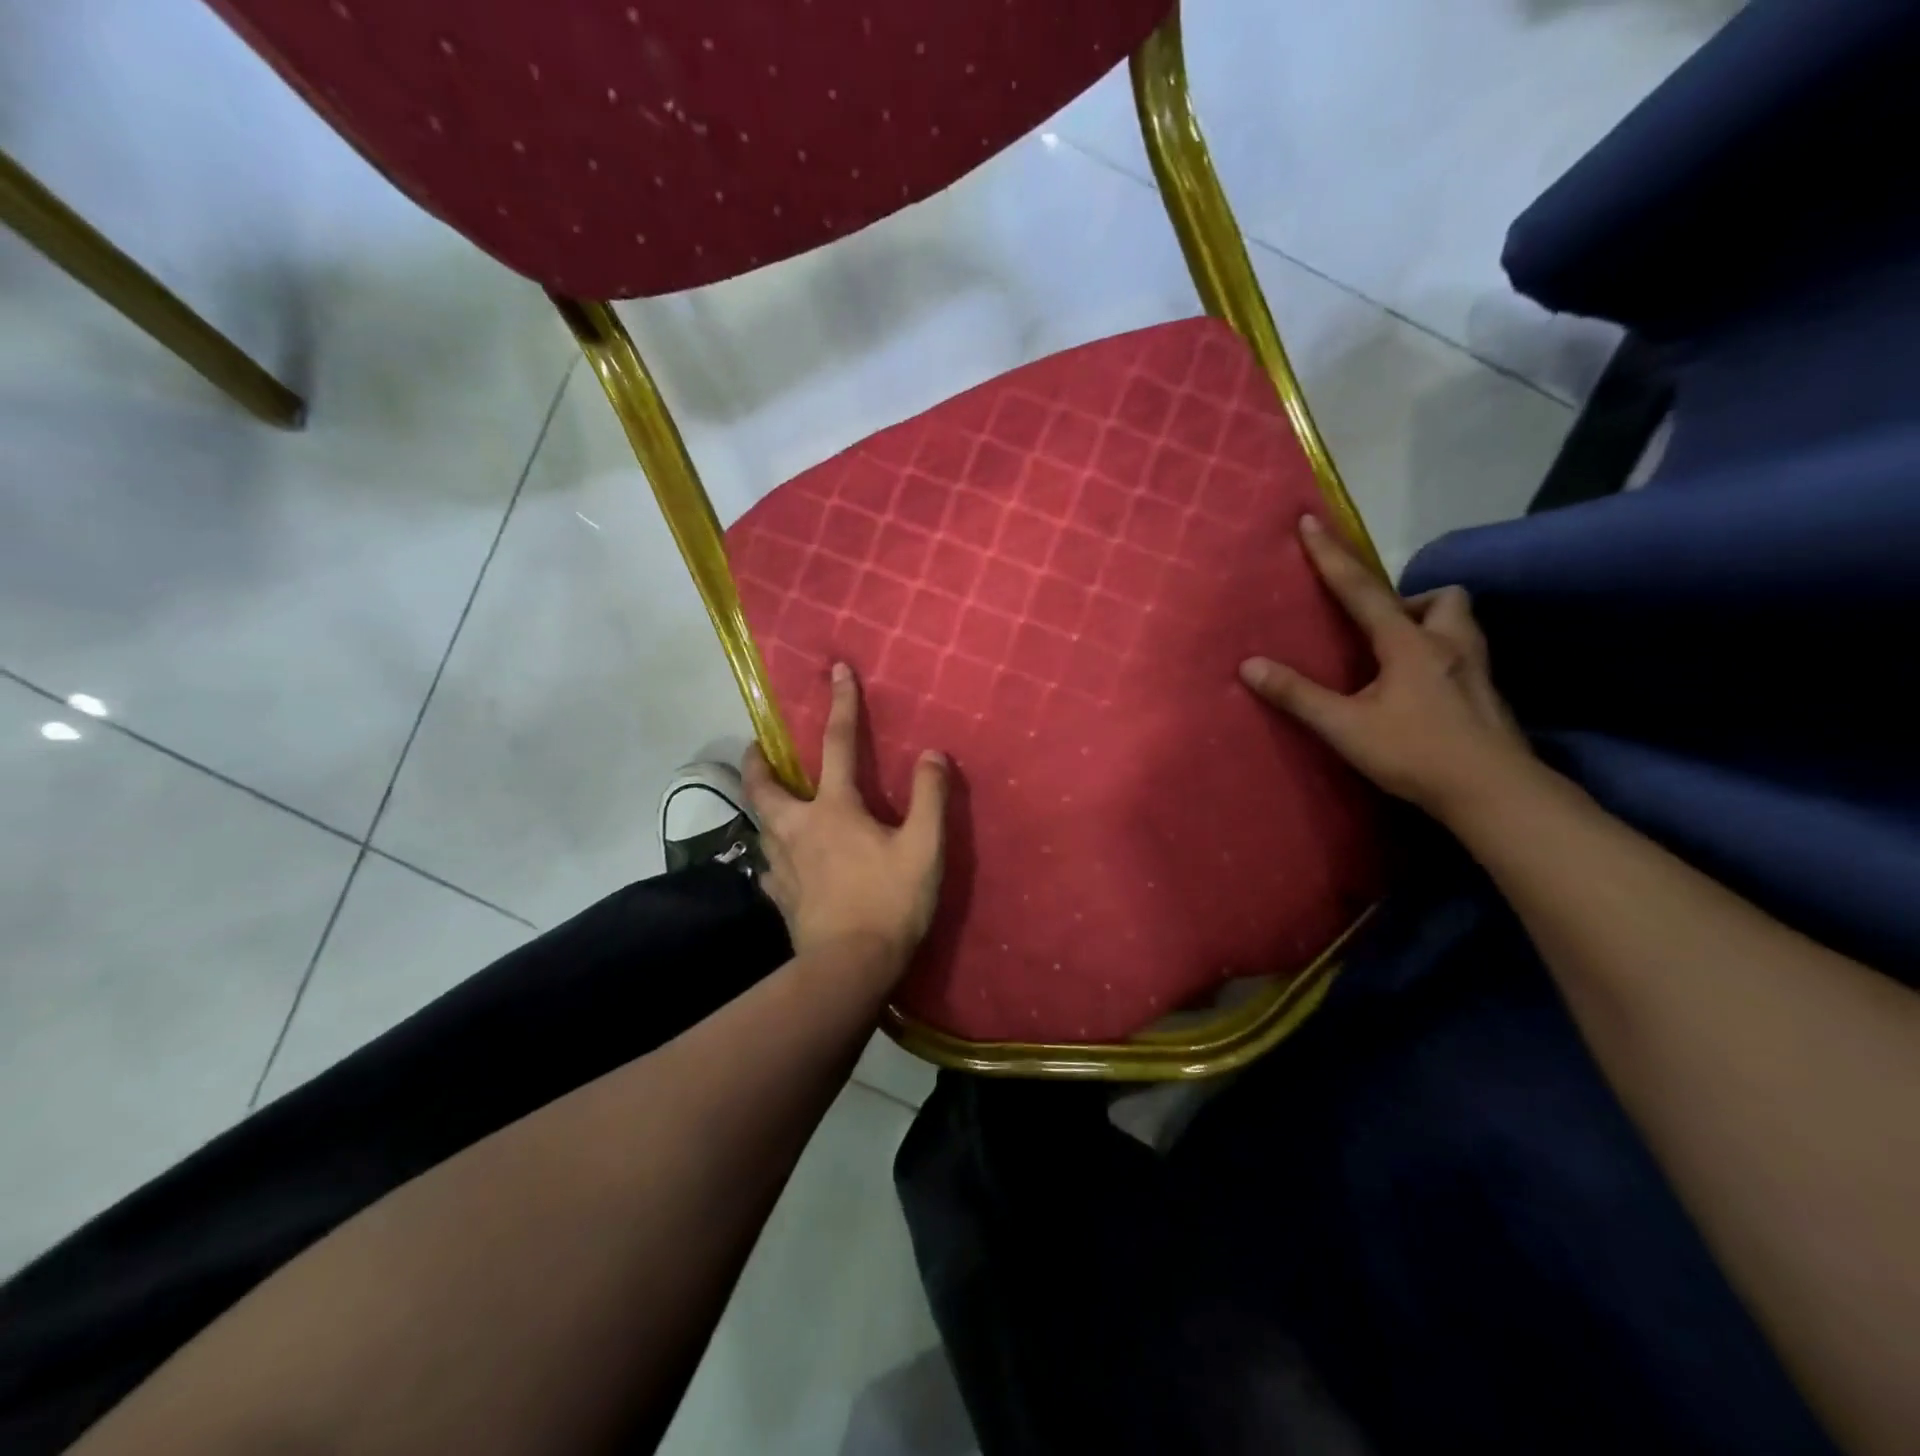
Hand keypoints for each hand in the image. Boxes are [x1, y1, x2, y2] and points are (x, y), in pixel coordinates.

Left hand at [743, 662, 948, 969]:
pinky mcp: (779, 897)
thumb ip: (929, 798)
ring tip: (769, 803)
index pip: (838, 744)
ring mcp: (782, 865)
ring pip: (760, 826)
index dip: (841, 704)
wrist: (850, 966)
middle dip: (758, 763)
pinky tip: (778, 863)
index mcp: (834, 809)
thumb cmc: (890, 902)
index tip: (837, 671)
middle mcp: (798, 829)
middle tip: (757, 749)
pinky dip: (770, 856)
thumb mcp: (924, 848)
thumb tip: (932, 754)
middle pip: (765, 788)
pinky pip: (767, 868)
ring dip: (762, 807)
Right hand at [1240, 515, 1535, 818]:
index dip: (1332, 556)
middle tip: (1382, 625)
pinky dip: (1440, 658)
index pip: (1362, 589)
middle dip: (1412, 599)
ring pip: (1461, 623)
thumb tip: (1249, 666)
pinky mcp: (1487, 697)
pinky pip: (1465, 656)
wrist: (1494, 793)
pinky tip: (1422, 691)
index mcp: (1409, 644)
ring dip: (1431, 624)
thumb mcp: (1345, 727)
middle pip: (1443, 597)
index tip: (1311, 521)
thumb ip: (1297, 695)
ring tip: (1399, 655)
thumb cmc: (1415, 753)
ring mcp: (1475, 670)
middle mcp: (1449, 645)